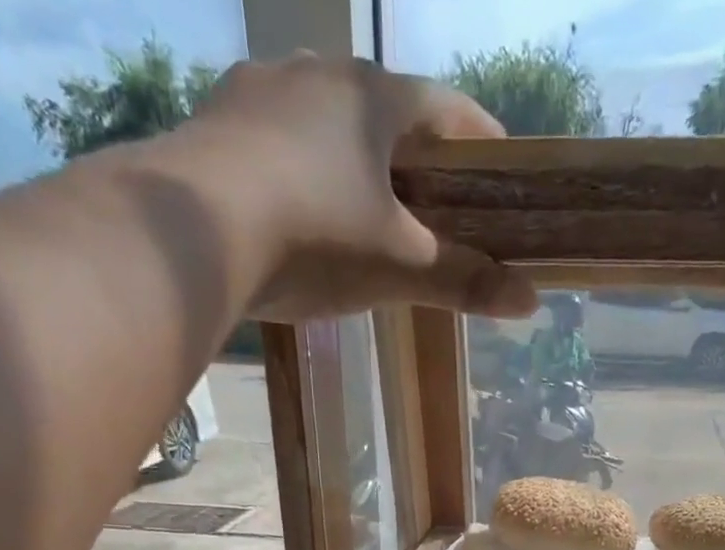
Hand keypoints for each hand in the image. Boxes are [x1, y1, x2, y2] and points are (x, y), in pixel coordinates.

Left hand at [181, 55, 538, 322]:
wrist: (193, 232)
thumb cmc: (316, 238)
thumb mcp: (397, 267)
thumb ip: (462, 280)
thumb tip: (531, 302)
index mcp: (376, 96)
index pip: (450, 110)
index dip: (483, 145)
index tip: (501, 178)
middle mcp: (320, 71)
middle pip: (388, 114)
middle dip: (415, 159)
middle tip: (432, 208)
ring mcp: (261, 88)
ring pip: (328, 122)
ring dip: (354, 161)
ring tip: (363, 211)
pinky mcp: (217, 120)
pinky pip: (278, 141)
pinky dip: (302, 170)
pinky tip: (299, 208)